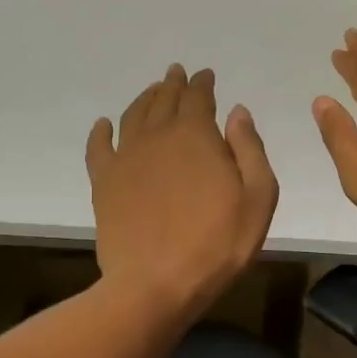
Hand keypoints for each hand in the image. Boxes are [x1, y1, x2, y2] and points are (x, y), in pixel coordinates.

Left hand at [87, 65, 278, 319]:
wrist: (156, 283)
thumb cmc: (218, 243)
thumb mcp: (258, 197)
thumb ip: (249, 149)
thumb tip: (237, 112)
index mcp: (197, 136)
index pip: (198, 97)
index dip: (203, 83)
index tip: (206, 75)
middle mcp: (158, 136)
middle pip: (164, 99)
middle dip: (173, 84)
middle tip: (177, 73)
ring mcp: (126, 158)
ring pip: (133, 116)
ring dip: (144, 99)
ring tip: (153, 91)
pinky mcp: (104, 183)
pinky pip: (98, 147)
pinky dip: (100, 131)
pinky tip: (103, 125)